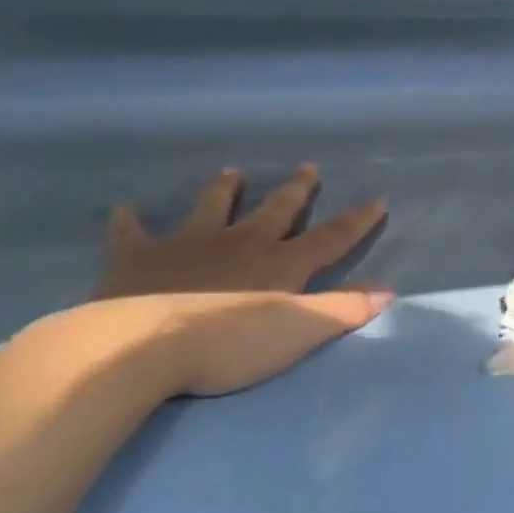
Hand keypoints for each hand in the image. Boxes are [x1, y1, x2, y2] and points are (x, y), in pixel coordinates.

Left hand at [50, 165, 391, 396]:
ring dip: (223, 190)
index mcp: (281, 264)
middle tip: (308, 166)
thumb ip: (344, 309)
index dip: (356, 220)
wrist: (141, 346)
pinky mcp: (137, 259)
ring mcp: (188, 246)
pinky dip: (130, 220)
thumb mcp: (300, 331)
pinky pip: (132, 233)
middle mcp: (241, 244)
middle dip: (295, 190)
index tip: (376, 199)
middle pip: (275, 211)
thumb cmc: (230, 342)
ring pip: (211, 208)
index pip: (330, 238)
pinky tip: (126, 208)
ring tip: (231, 171)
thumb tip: (388, 291)